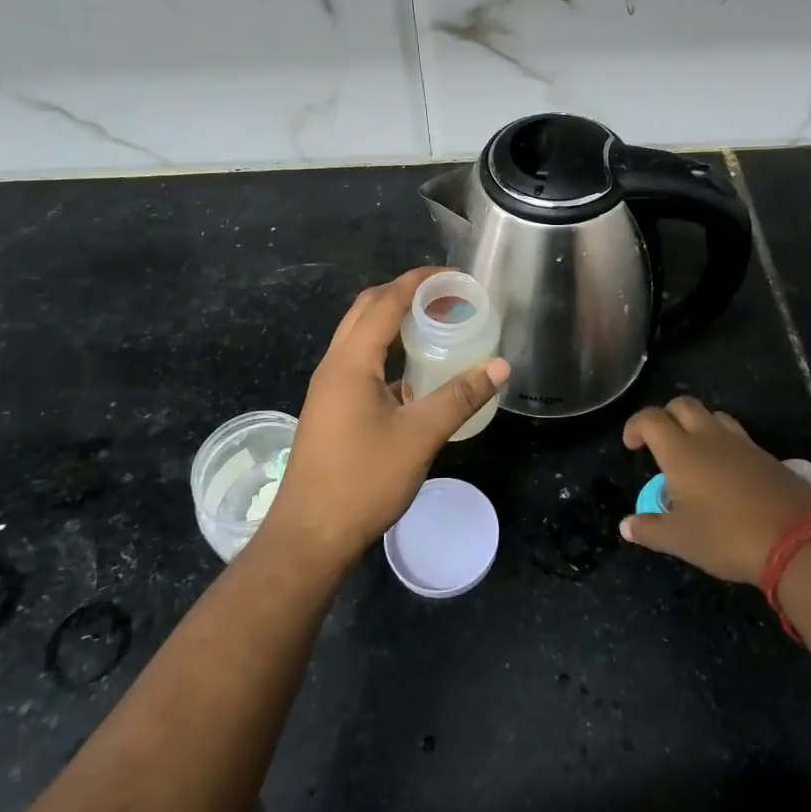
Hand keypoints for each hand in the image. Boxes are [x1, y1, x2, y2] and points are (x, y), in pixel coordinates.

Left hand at [261, 268, 509, 572]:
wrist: (310, 536)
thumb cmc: (363, 480)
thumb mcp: (419, 436)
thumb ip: (460, 396)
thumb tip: (500, 365)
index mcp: (351, 361)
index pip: (386, 302)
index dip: (418, 281)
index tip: (453, 275)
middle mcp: (335, 365)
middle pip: (367, 310)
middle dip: (405, 294)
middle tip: (447, 297)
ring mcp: (329, 388)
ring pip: (361, 337)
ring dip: (394, 322)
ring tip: (435, 325)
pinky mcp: (331, 409)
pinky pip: (360, 363)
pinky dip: (387, 352)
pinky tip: (415, 373)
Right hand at [619, 396, 810, 583]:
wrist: (796, 541)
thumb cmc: (726, 536)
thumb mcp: (680, 540)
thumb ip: (650, 529)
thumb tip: (626, 526)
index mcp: (681, 452)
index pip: (651, 419)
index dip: (635, 426)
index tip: (632, 446)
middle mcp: (710, 438)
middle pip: (683, 405)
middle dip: (666, 416)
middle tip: (660, 443)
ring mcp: (743, 444)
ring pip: (714, 416)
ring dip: (697, 425)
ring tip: (694, 455)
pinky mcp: (768, 457)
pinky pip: (739, 437)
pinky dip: (725, 445)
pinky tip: (726, 475)